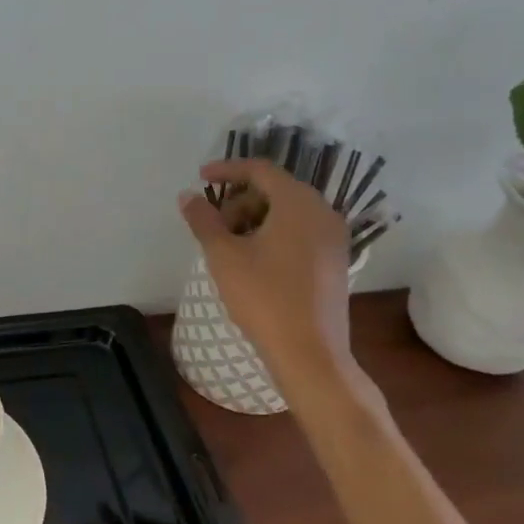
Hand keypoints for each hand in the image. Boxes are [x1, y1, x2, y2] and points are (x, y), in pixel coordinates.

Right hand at [179, 158, 355, 377]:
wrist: (310, 354)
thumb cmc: (264, 297)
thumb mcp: (223, 255)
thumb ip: (203, 220)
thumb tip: (188, 196)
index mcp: (298, 203)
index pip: (260, 170)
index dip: (227, 169)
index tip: (200, 178)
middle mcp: (322, 212)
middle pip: (275, 189)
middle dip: (239, 199)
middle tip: (213, 224)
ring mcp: (334, 238)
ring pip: (288, 212)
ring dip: (255, 218)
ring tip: (229, 245)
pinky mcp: (335, 261)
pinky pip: (301, 231)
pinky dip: (274, 233)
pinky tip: (253, 260)